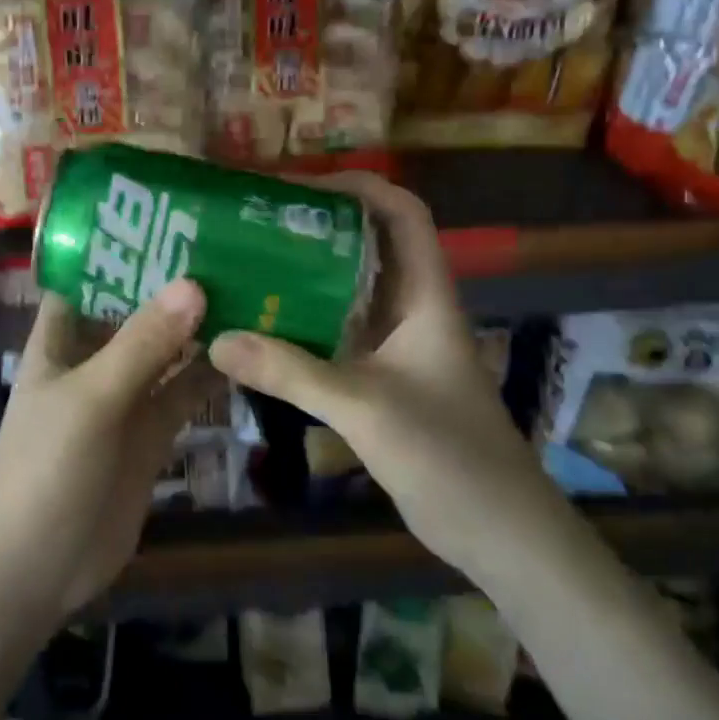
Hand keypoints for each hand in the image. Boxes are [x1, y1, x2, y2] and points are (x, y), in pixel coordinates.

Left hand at [0, 279, 221, 626]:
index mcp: (61, 339)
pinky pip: (184, 393)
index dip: (122, 247)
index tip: (171, 216)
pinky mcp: (150, 435)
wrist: (37, 569)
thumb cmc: (45, 469)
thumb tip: (194, 283)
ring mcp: (124, 398)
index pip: (88, 276)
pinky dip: (210, 374)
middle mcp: (93, 360)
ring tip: (251, 287)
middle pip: (135, 310)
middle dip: (174, 284)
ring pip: (166, 351)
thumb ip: (143, 344)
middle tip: (230, 245)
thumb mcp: (92, 399)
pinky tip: (248, 350)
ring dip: (199, 327)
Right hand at [207, 173, 559, 564]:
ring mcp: (398, 347)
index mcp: (426, 296)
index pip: (402, 214)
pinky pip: (337, 336)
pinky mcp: (382, 380)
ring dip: (304, 276)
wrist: (499, 532)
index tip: (296, 186)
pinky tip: (260, 330)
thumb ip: (292, 372)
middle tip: (254, 223)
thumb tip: (219, 339)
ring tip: (246, 265)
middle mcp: (412, 311)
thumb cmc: (449, 456)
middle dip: (316, 227)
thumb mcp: (365, 407)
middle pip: (368, 246)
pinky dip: (302, 325)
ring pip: (349, 292)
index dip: (357, 186)